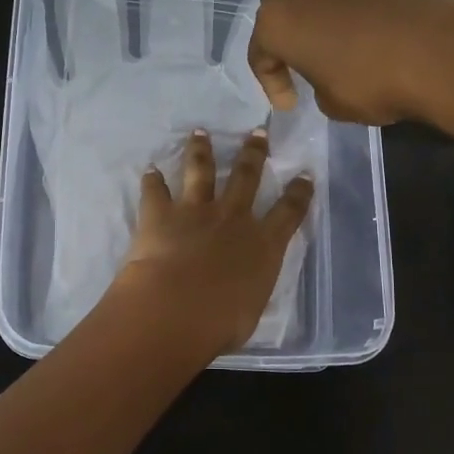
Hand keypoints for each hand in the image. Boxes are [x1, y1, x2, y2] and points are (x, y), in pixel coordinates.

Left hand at [105, 129, 313, 356]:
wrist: (176, 309)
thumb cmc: (220, 322)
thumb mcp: (250, 309)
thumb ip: (249, 288)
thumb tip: (244, 286)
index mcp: (263, 245)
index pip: (288, 212)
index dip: (299, 193)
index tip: (304, 175)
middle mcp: (233, 218)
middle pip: (246, 176)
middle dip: (254, 153)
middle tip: (257, 132)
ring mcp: (196, 211)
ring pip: (201, 171)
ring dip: (201, 151)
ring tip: (200, 133)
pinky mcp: (161, 214)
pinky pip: (156, 191)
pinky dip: (151, 181)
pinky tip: (149, 170)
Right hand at [248, 0, 453, 125]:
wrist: (439, 50)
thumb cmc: (370, 82)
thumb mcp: (332, 103)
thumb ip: (318, 85)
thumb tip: (331, 73)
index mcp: (277, 19)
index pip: (261, 54)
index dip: (272, 84)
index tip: (291, 104)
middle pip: (287, 16)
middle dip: (294, 44)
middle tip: (307, 71)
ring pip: (320, 0)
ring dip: (325, 24)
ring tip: (344, 52)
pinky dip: (357, 14)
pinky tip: (376, 37)